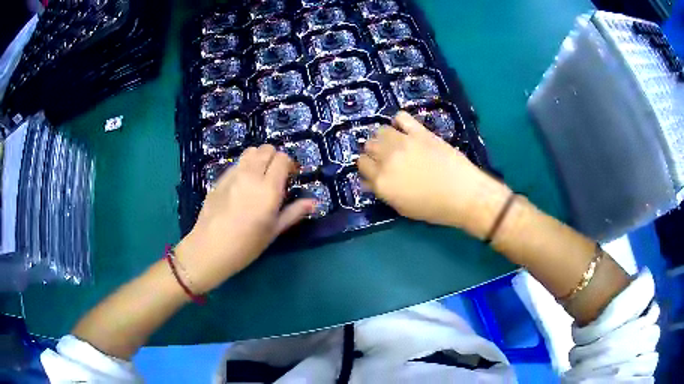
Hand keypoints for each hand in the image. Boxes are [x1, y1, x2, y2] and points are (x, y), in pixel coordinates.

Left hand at [175, 145, 314, 292]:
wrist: (210, 249)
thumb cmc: (246, 245)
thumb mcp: (273, 231)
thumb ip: (294, 213)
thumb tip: (313, 202)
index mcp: (268, 189)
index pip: (282, 159)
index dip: (289, 164)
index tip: (290, 176)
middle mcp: (251, 175)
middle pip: (266, 149)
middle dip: (274, 157)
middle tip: (275, 175)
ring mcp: (233, 175)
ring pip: (250, 152)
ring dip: (259, 158)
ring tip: (259, 176)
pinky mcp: (219, 179)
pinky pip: (236, 163)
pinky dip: (244, 166)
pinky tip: (241, 185)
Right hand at [358, 111, 510, 238]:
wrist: (464, 194)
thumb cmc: (433, 208)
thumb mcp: (402, 208)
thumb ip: (382, 192)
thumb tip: (368, 181)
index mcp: (381, 181)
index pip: (361, 165)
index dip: (367, 166)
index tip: (375, 168)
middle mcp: (387, 159)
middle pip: (368, 146)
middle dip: (373, 151)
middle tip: (385, 157)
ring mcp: (403, 143)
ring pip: (380, 131)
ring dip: (383, 136)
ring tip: (394, 142)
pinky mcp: (419, 132)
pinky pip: (401, 117)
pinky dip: (399, 121)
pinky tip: (404, 129)